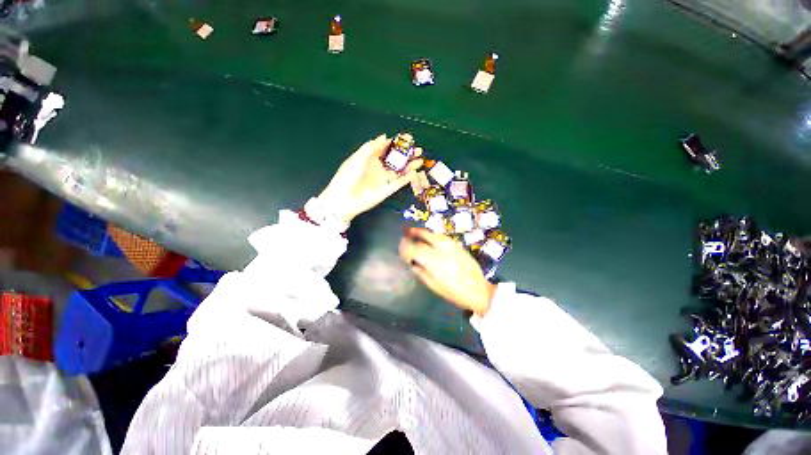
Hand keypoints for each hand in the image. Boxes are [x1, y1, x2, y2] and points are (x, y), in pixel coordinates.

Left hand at [318, 135, 423, 223]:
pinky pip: (400, 183)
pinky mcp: (388, 190)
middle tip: (418, 150)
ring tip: (421, 159)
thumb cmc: (347, 176)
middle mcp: (380, 168)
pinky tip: (415, 172)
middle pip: (397, 160)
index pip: (387, 149)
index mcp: (371, 158)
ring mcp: (384, 179)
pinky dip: (407, 178)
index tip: (407, 139)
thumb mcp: (358, 157)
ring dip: (410, 165)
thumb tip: (384, 136)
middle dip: (407, 155)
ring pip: (401, 171)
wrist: (343, 199)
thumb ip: (371, 147)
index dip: (397, 144)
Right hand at [399, 228, 496, 315]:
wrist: (478, 290)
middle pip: (425, 237)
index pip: (416, 249)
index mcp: (435, 262)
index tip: (401, 247)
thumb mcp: (434, 286)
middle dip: (413, 233)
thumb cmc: (454, 292)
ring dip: (423, 232)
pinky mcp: (458, 246)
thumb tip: (413, 263)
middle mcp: (443, 250)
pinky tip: (429, 237)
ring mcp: (452, 246)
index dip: (406, 247)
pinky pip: (442, 237)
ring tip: (415, 232)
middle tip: (405, 232)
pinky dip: (433, 235)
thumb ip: (422, 272)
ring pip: (434, 234)